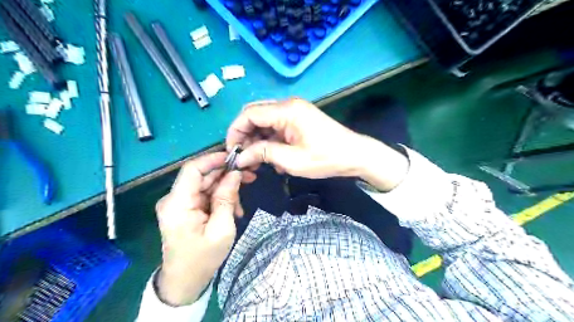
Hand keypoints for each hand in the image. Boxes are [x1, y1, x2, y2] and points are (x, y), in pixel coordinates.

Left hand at [154, 152, 249, 305]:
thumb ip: (227, 198)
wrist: (185, 281)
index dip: (213, 159)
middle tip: (250, 177)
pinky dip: (220, 199)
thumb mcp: (222, 229)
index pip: (192, 169)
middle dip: (226, 175)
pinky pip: (205, 196)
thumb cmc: (203, 258)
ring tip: (241, 203)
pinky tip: (233, 210)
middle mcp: (174, 199)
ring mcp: (179, 204)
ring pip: (206, 185)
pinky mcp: (185, 209)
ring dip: (226, 190)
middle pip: (202, 176)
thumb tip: (234, 174)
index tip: (235, 158)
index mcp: (178, 204)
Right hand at [226, 98, 409, 190]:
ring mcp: (294, 112)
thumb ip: (264, 154)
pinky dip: (269, 141)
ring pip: (264, 122)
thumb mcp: (292, 160)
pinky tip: (272, 158)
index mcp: (286, 110)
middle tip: (243, 158)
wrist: (354, 155)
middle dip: (245, 136)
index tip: (232, 152)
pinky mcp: (298, 120)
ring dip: (257, 140)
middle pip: (255, 115)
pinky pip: (276, 127)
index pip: (249, 114)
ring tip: (257, 162)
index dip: (235, 132)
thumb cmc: (326, 158)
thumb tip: (240, 157)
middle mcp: (288, 106)